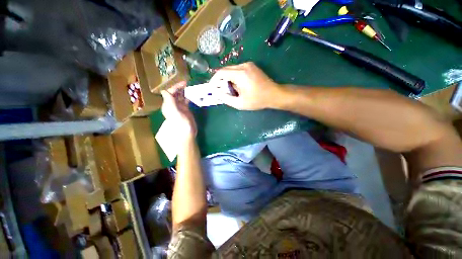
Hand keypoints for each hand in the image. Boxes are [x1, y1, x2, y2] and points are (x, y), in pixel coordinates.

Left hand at [161, 81, 196, 140]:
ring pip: (181, 97)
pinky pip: (186, 101)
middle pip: (175, 94)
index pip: (170, 93)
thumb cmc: (181, 124)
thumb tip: (164, 91)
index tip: (183, 83)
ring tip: (190, 87)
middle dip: (180, 88)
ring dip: (184, 92)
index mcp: (168, 105)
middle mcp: (173, 105)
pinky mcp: (186, 110)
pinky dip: (188, 97)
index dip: (175, 87)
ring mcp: (180, 108)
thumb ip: (170, 102)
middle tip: (188, 83)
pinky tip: (192, 95)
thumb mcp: (175, 113)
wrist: (187, 134)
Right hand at [210, 62, 281, 109]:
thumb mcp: (240, 103)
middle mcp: (244, 66)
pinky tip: (236, 85)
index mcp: (241, 74)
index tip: (211, 88)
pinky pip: (237, 70)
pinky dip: (233, 77)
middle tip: (219, 90)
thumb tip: (216, 93)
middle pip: (225, 70)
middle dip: (220, 80)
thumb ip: (226, 99)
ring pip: (231, 69)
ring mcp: (248, 64)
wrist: (274, 94)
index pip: (221, 73)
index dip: (214, 80)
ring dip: (227, 78)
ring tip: (228, 89)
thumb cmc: (258, 100)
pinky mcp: (251, 66)